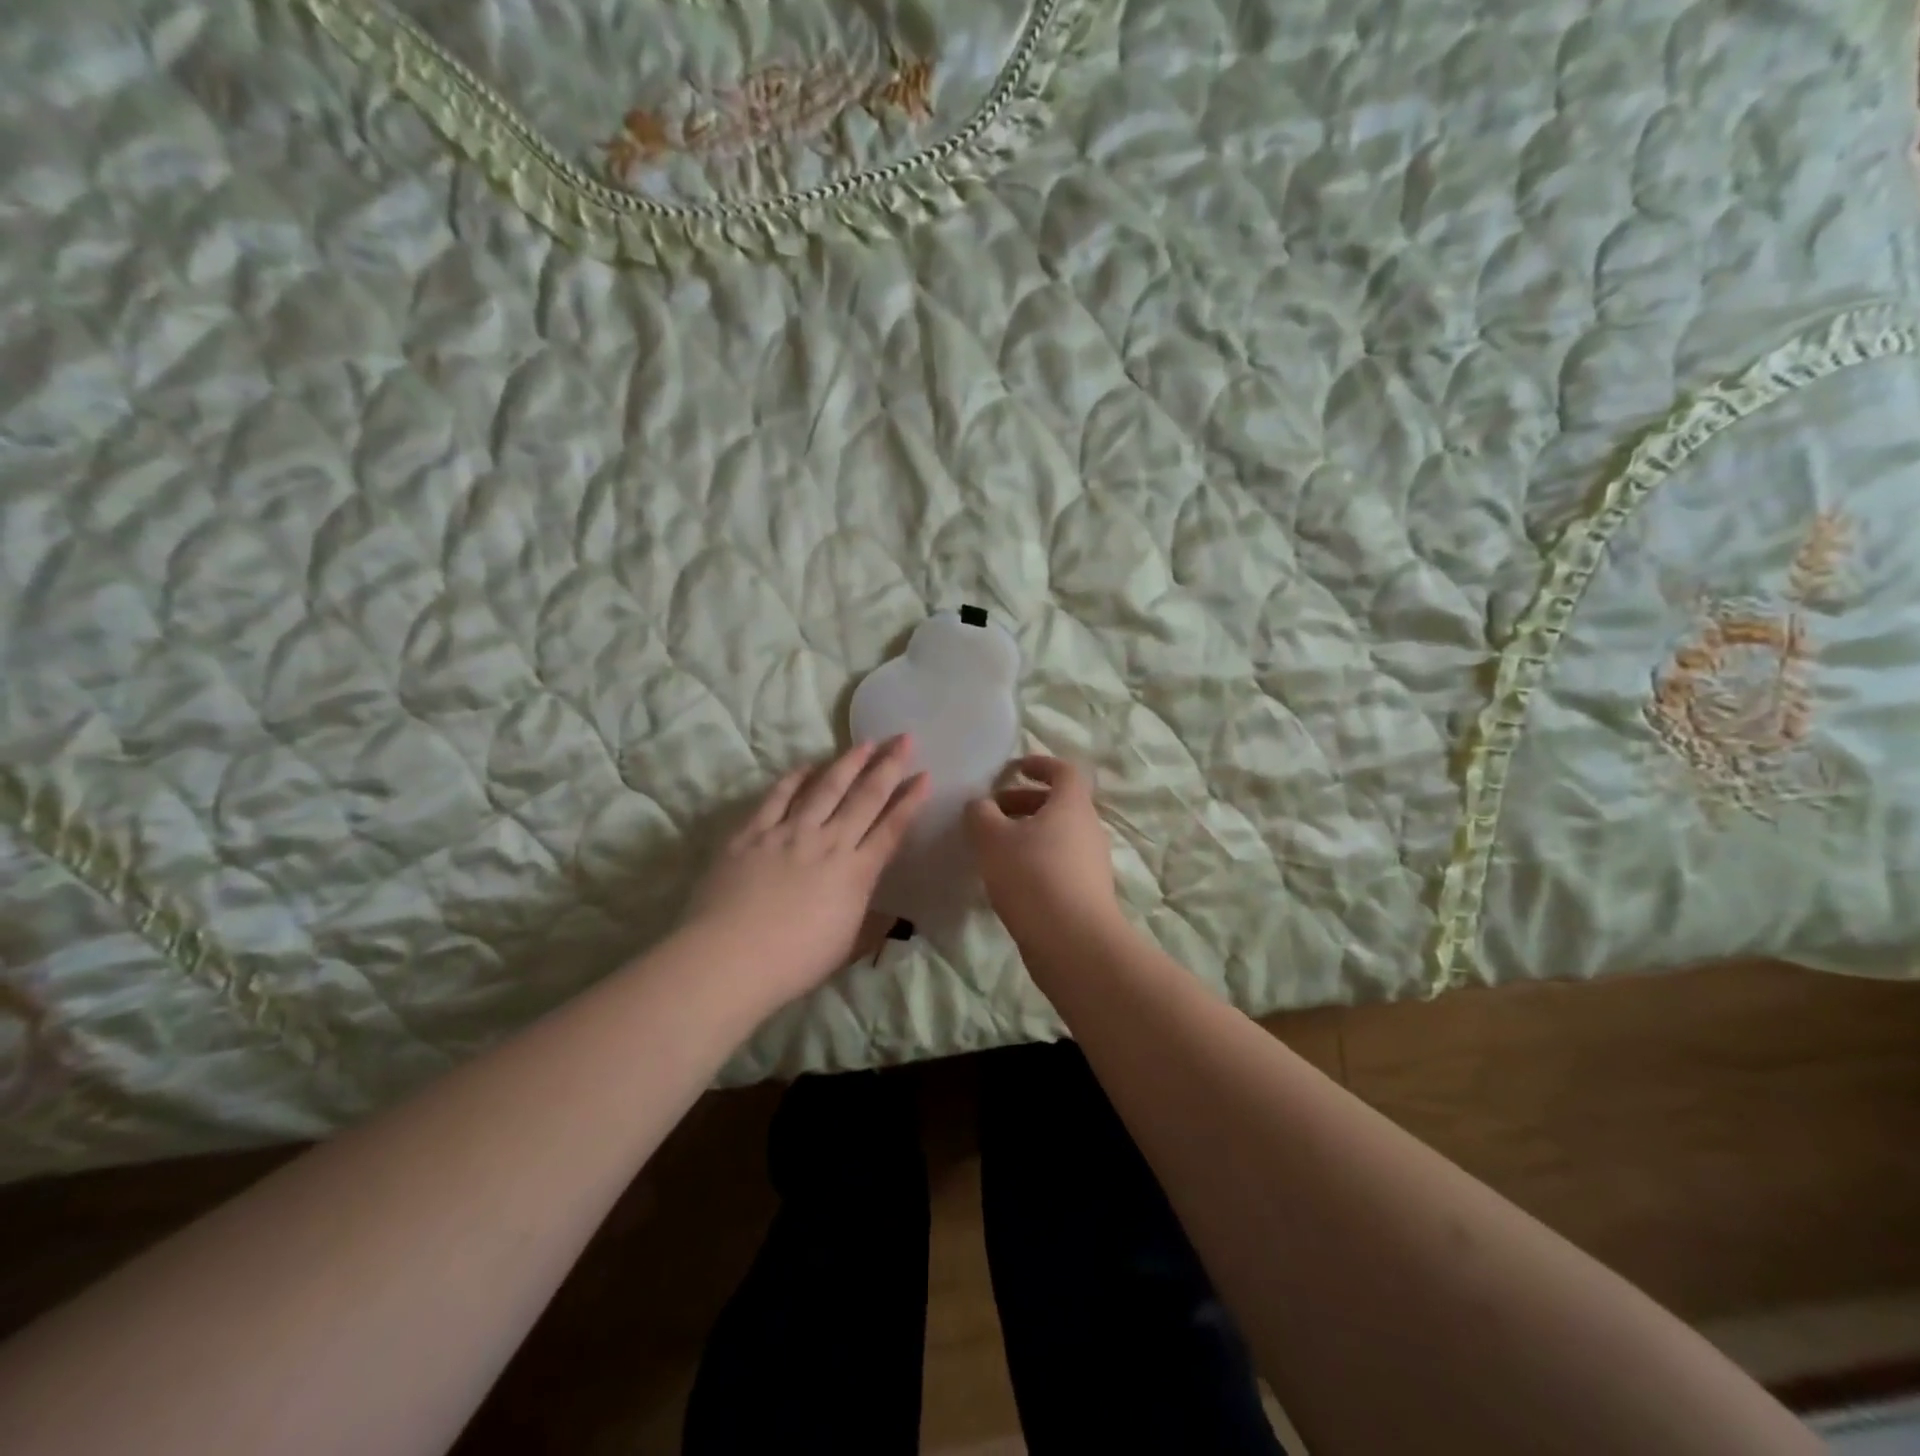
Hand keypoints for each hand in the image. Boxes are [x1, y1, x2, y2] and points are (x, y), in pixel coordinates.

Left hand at [684, 738, 929, 1008]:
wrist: (730, 958)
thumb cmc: (793, 962)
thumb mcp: (845, 946)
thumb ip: (868, 924)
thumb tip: (889, 918)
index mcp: (855, 873)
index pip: (891, 828)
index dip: (911, 801)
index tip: (925, 776)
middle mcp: (828, 843)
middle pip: (865, 797)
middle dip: (889, 766)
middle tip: (905, 738)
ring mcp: (789, 833)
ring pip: (826, 787)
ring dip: (849, 762)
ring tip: (866, 742)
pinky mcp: (753, 832)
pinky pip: (778, 796)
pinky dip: (795, 778)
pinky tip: (807, 765)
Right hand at [965, 756, 1121, 950]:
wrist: (1073, 942)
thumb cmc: (1032, 876)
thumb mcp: (993, 839)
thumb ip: (981, 814)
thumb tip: (980, 804)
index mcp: (1072, 805)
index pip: (1064, 771)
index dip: (1040, 764)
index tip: (1014, 768)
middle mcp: (1088, 829)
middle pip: (1058, 804)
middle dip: (1023, 802)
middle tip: (991, 812)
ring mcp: (1091, 863)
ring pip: (1057, 836)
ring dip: (1027, 834)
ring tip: (993, 849)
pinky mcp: (1087, 893)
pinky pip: (1059, 864)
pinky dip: (1035, 861)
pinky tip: (1008, 881)